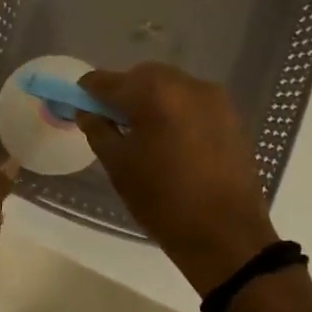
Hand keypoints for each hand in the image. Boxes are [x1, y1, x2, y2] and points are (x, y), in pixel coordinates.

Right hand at [76, 64, 277, 292]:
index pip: (109, 81)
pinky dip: (175, 111)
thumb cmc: (163, 202)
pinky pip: (192, 102)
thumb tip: (86, 111)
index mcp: (154, 93)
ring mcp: (214, 98)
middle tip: (111, 121)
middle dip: (124, 92)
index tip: (80, 103)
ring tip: (143, 132)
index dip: (89, 90)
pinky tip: (170, 139)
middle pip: (143, 77)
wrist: (225, 235)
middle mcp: (187, 84)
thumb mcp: (119, 166)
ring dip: (151, 100)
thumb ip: (98, 130)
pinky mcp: (231, 115)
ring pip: (170, 86)